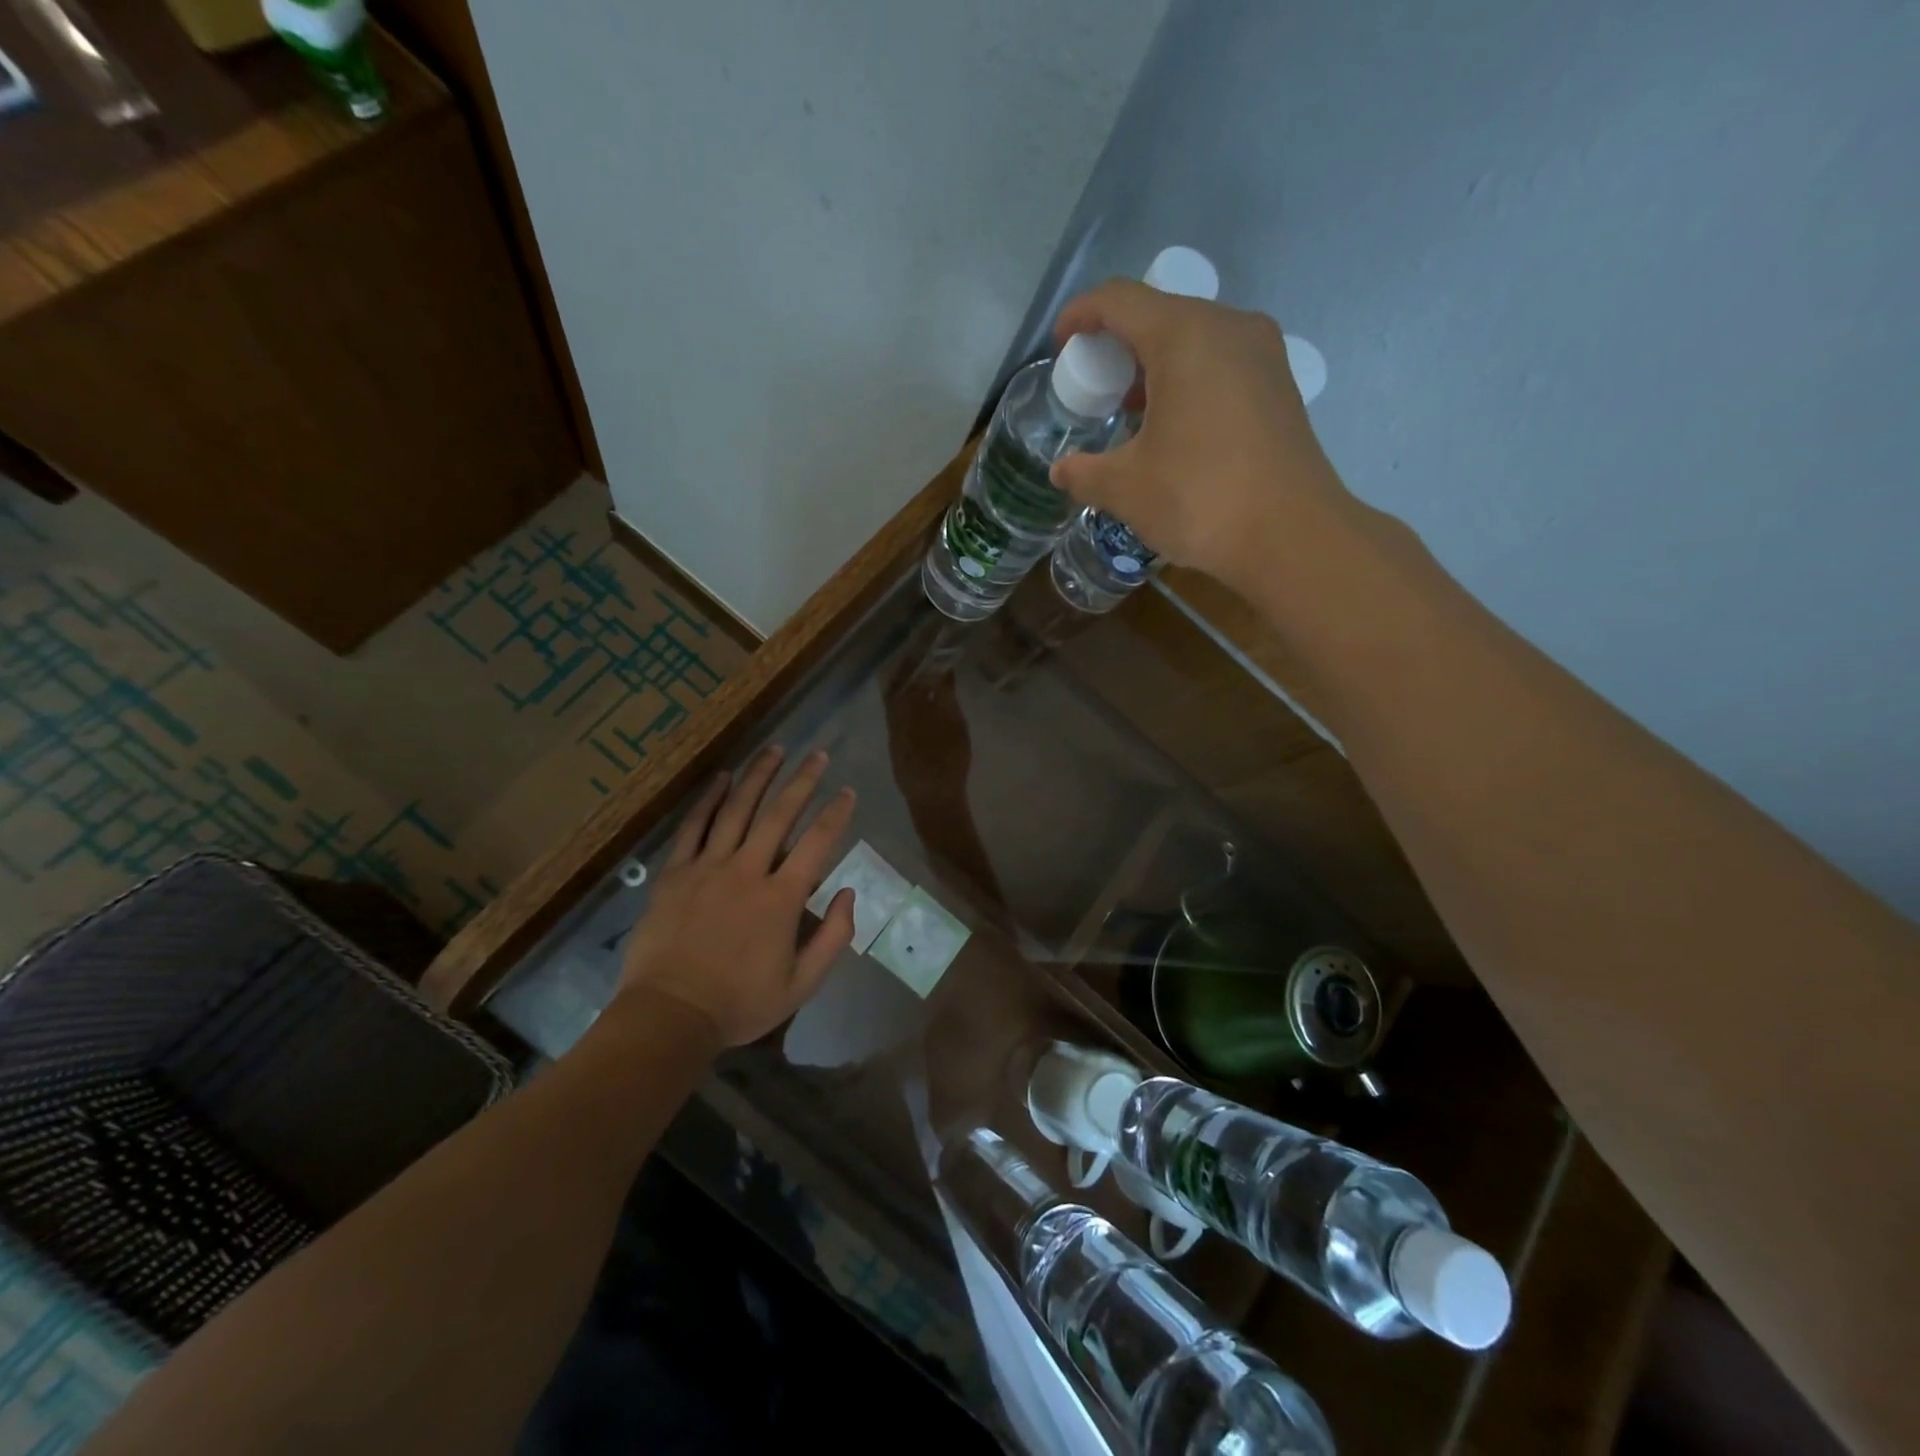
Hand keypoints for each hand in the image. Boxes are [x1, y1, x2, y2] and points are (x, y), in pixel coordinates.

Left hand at [617, 746, 855, 1047]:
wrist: (670, 1015)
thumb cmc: (740, 1003)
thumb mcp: (801, 984)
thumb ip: (833, 937)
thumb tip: (847, 893)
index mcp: (781, 898)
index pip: (817, 843)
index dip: (835, 813)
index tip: (847, 791)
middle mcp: (748, 870)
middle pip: (779, 814)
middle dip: (802, 781)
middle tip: (817, 755)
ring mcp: (708, 867)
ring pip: (737, 810)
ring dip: (758, 777)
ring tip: (774, 750)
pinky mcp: (676, 873)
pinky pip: (694, 827)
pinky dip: (709, 800)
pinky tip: (723, 778)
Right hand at [1049, 281, 1359, 594]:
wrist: (1292, 536)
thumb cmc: (1200, 500)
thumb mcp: (1126, 489)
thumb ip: (1084, 472)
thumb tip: (1061, 471)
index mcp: (1185, 336)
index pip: (1120, 300)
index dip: (1081, 315)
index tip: (1060, 345)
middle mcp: (1228, 327)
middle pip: (1159, 314)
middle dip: (1118, 346)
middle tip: (1095, 390)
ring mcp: (1262, 353)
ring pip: (1193, 338)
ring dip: (1154, 366)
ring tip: (1131, 412)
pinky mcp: (1278, 384)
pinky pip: (1220, 362)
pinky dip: (1187, 379)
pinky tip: (1174, 426)